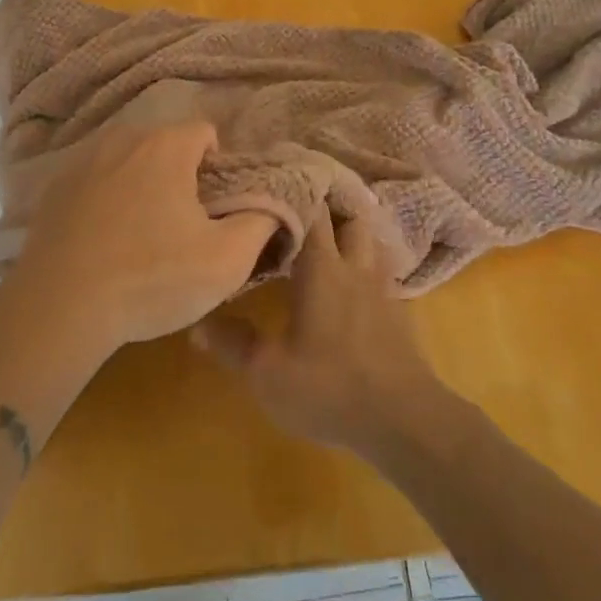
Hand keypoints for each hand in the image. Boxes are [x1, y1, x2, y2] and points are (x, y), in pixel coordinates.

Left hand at [7, 122, 276, 354]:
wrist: (59, 307)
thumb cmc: (152, 278)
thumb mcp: (226, 260)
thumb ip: (261, 222)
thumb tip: (272, 203)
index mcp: (165, 146)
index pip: (205, 133)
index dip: (218, 168)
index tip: (214, 208)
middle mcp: (122, 139)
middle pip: (165, 146)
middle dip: (179, 176)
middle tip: (181, 226)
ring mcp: (82, 161)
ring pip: (128, 163)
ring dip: (141, 186)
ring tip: (140, 236)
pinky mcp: (53, 189)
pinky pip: (95, 183)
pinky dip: (105, 201)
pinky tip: (103, 242)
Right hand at [193, 213, 447, 459]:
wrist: (404, 419)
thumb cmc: (331, 388)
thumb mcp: (268, 373)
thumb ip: (233, 344)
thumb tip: (196, 324)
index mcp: (323, 268)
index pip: (312, 210)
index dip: (296, 191)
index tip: (276, 180)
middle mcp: (355, 267)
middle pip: (349, 216)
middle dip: (329, 205)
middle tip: (301, 206)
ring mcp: (382, 288)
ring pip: (370, 241)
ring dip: (351, 232)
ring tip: (328, 237)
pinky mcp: (399, 312)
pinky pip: (383, 271)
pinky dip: (367, 264)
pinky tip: (353, 283)